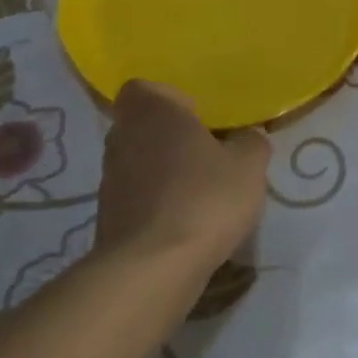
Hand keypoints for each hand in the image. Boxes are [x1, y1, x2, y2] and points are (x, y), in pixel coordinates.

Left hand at [95, 81, 270, 277]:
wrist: (153, 269)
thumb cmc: (204, 197)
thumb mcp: (249, 165)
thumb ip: (251, 143)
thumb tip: (246, 138)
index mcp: (152, 112)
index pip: (145, 88)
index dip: (171, 99)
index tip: (200, 116)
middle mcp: (122, 139)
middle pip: (144, 127)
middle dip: (172, 138)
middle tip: (208, 153)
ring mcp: (110, 182)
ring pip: (140, 164)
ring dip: (165, 174)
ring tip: (202, 193)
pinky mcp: (107, 221)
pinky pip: (138, 200)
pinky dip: (158, 206)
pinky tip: (188, 224)